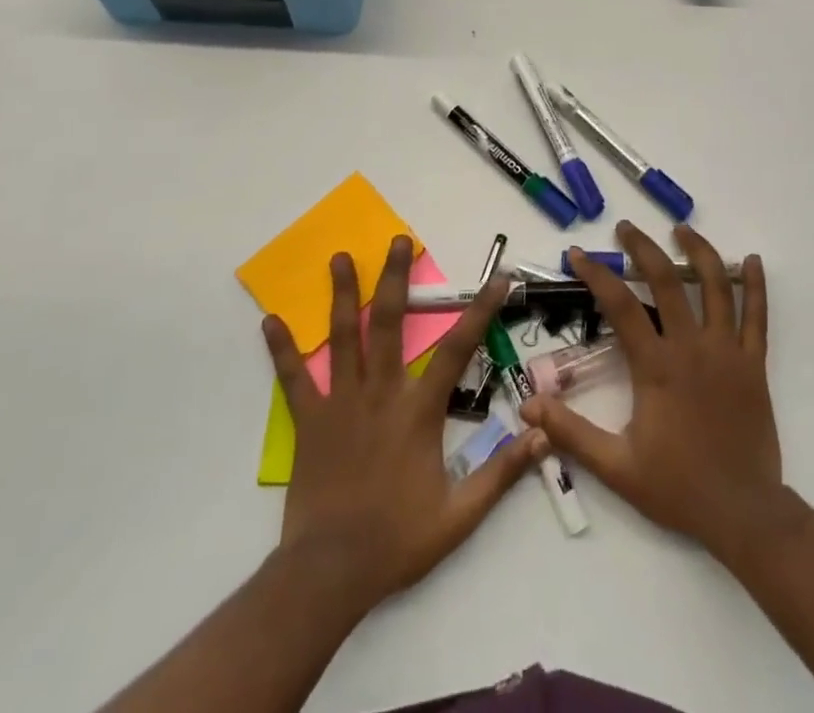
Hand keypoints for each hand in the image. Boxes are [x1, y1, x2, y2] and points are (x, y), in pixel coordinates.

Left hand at [261, 237, 543, 615]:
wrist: (330, 573)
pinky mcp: (309, 420)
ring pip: (343, 337)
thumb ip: (501, 473)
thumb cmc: (398, 540)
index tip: (499, 278)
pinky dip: (283, 349)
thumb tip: (542, 435)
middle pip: (390, 322)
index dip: (480, 310)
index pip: (457, 348)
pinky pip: (294, 378)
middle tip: (399, 240)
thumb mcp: (460, 515)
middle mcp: (381, 392)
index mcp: (418, 410)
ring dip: (343, 294)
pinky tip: (271, 320)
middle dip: (395, 277)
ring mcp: (341, 402)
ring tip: (341, 257)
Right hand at [520, 222, 779, 563]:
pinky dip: (755, 285)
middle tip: (626, 228)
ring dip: (698, 251)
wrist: (743, 513)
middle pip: (666, 280)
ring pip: (715, 286)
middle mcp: (692, 346)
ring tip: (681, 228)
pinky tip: (752, 260)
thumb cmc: (677, 487)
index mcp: (656, 366)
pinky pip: (757, 316)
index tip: (577, 253)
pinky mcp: (753, 363)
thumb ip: (571, 433)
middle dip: (643, 247)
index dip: (596, 274)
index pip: (620, 305)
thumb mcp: (616, 466)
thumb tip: (527, 406)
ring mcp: (727, 351)